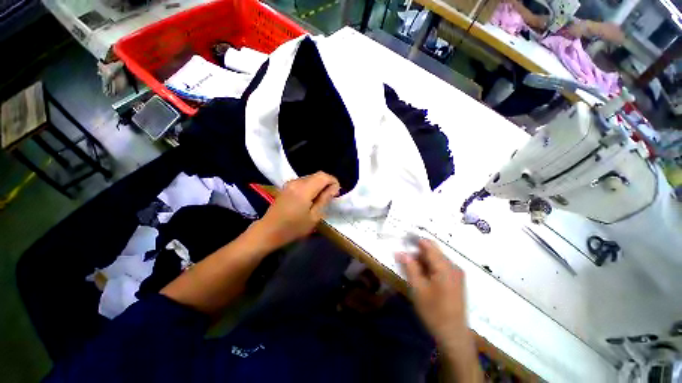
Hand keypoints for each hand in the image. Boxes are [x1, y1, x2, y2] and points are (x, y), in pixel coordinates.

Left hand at [255, 172, 339, 249]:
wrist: (268, 231)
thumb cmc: (293, 228)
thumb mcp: (314, 217)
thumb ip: (325, 199)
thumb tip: (334, 188)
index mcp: (304, 189)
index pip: (324, 176)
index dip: (333, 181)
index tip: (336, 193)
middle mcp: (297, 182)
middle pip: (317, 175)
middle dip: (327, 183)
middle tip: (330, 197)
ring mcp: (290, 183)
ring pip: (311, 178)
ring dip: (319, 185)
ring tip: (321, 199)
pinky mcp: (286, 187)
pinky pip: (303, 182)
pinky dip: (311, 186)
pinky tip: (310, 198)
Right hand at [397, 239, 468, 346]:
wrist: (453, 335)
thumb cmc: (434, 311)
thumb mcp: (418, 288)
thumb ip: (410, 267)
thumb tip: (401, 251)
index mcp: (445, 267)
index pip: (428, 245)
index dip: (415, 241)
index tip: (402, 241)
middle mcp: (453, 266)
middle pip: (433, 251)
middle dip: (417, 252)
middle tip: (404, 258)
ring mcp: (456, 274)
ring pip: (436, 259)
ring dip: (423, 260)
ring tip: (410, 268)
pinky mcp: (456, 281)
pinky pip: (441, 267)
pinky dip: (430, 267)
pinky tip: (421, 276)